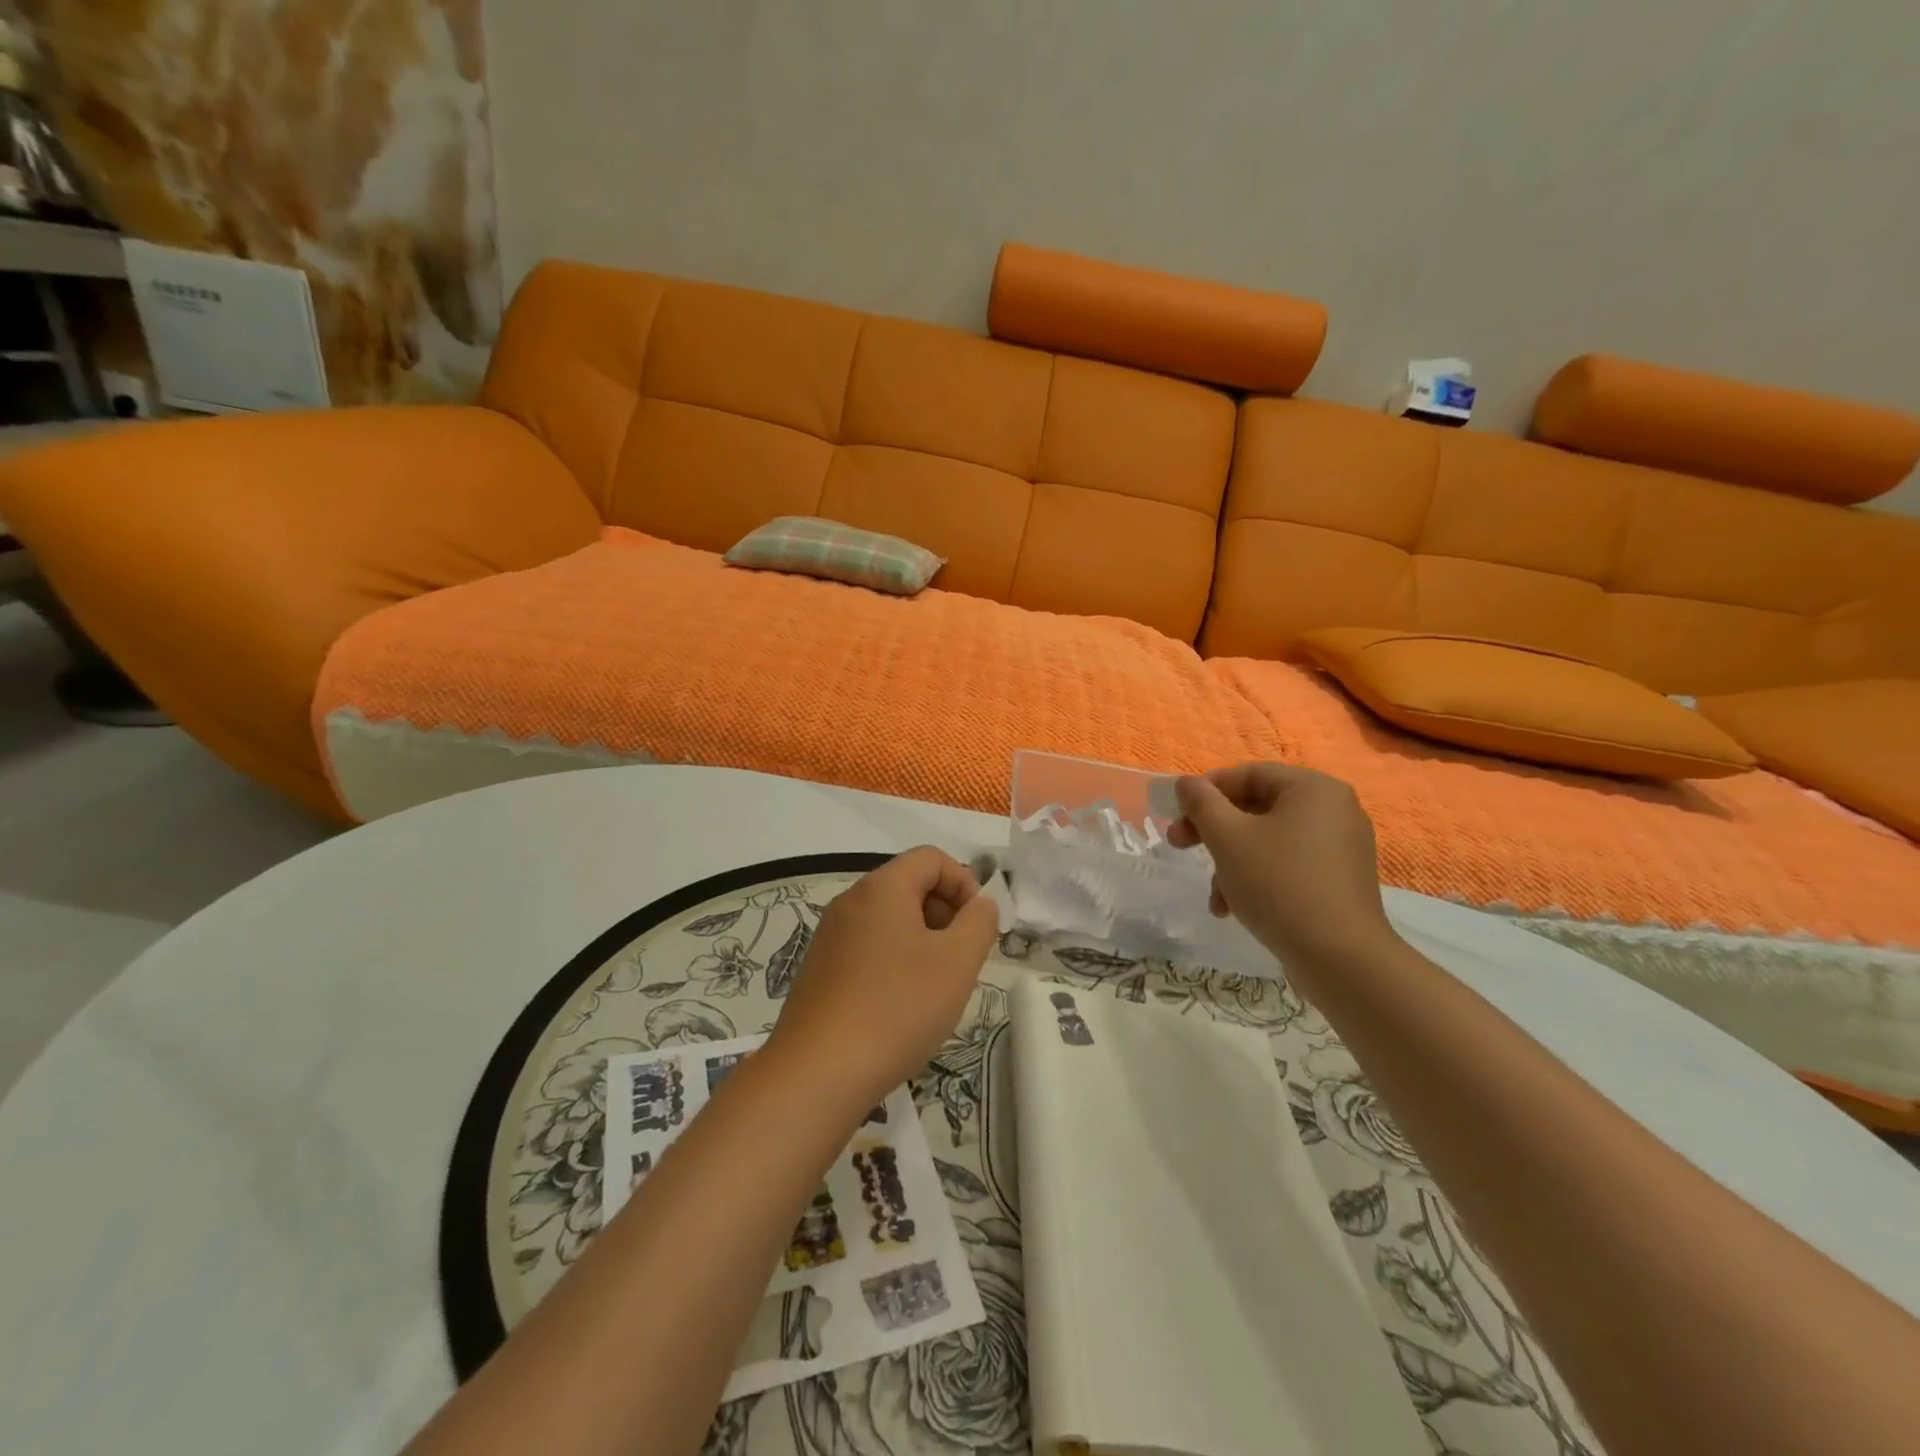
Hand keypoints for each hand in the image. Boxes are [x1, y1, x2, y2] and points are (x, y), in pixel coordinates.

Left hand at [768, 847, 998, 1110]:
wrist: (818, 1073)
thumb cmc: (898, 1008)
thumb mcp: (958, 962)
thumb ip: (979, 922)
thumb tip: (980, 904)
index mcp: (882, 887)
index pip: (931, 858)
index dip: (964, 883)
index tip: (977, 927)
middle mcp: (850, 901)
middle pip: (909, 885)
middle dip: (944, 913)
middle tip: (960, 960)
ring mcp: (829, 936)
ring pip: (889, 920)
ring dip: (921, 941)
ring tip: (933, 988)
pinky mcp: (818, 969)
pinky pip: (867, 947)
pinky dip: (893, 962)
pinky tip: (899, 1007)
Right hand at [1166, 762, 1397, 975]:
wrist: (1340, 959)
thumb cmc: (1279, 884)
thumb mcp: (1228, 838)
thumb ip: (1202, 803)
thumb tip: (1186, 782)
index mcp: (1313, 788)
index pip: (1248, 774)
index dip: (1206, 790)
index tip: (1176, 813)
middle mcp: (1333, 809)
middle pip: (1257, 807)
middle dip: (1213, 830)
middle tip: (1179, 844)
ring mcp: (1340, 847)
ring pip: (1268, 840)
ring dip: (1230, 860)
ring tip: (1213, 895)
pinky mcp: (1338, 880)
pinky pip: (1288, 864)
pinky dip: (1257, 878)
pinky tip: (1234, 909)